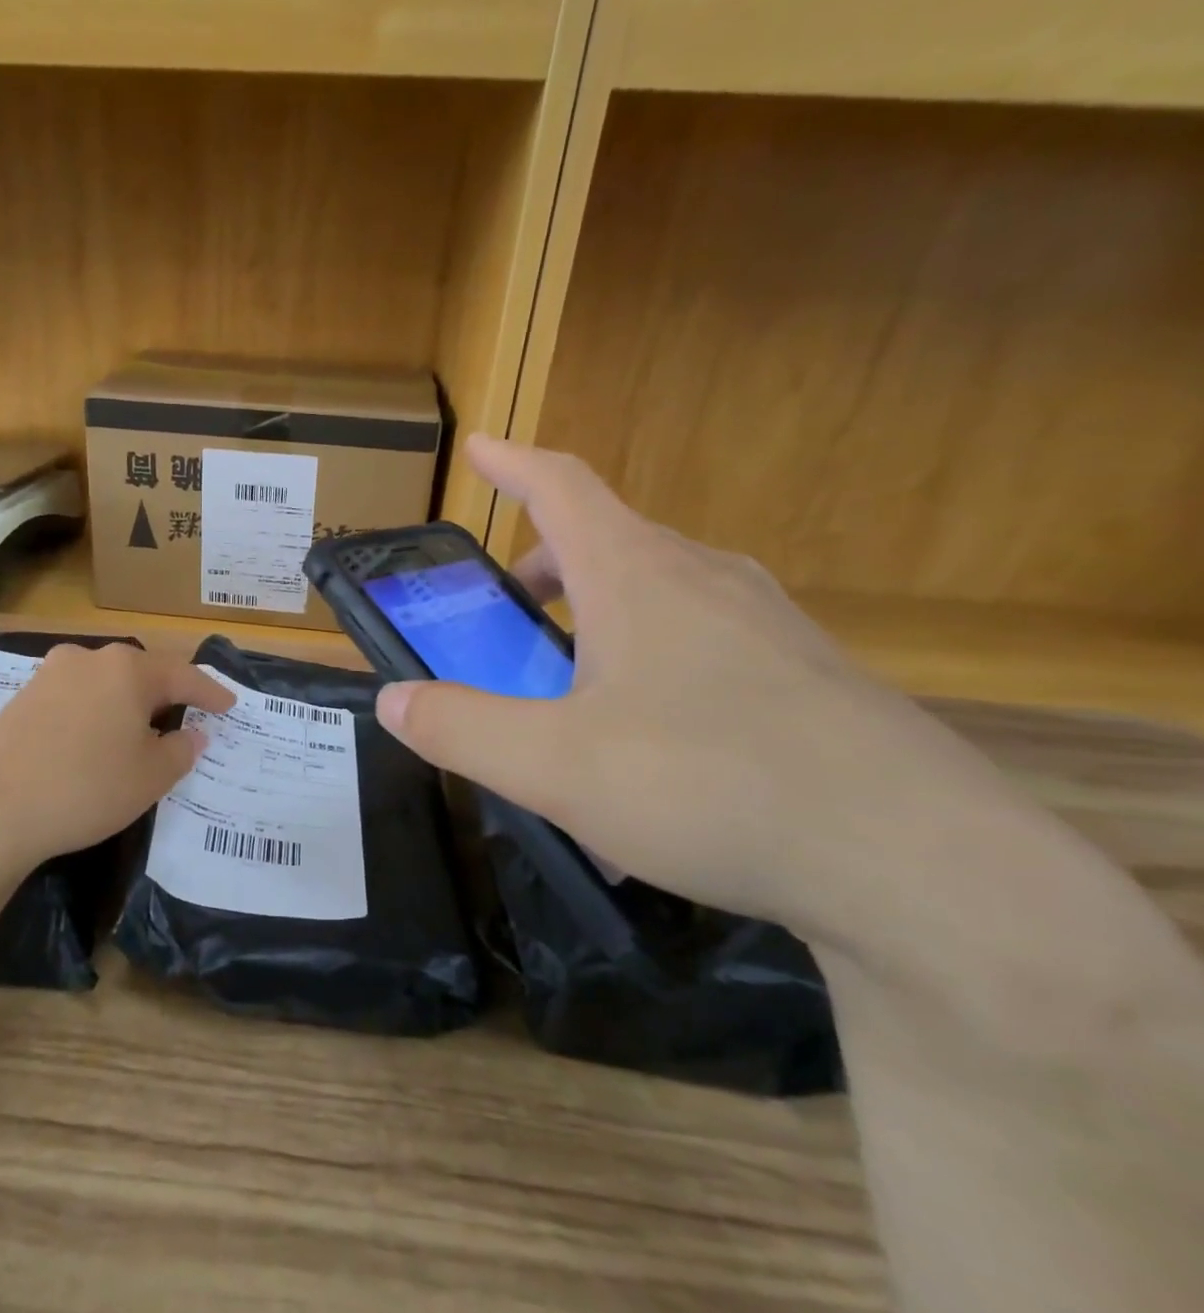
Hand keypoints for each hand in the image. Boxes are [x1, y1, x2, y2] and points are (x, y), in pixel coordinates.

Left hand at [0, 642, 235, 873]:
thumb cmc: (86, 786)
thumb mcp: (150, 776)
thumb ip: (181, 751)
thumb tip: (191, 735)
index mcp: (129, 669)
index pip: (184, 675)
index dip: (211, 693)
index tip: (230, 706)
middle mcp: (89, 659)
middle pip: (141, 672)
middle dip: (166, 694)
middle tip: (186, 716)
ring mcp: (49, 675)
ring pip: (104, 683)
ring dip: (127, 703)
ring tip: (139, 729)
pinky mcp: (21, 697)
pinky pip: (75, 697)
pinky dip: (95, 713)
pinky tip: (94, 739)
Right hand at [376, 435, 1034, 941]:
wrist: (918, 864)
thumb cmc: (711, 786)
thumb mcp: (553, 766)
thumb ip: (460, 729)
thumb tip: (393, 702)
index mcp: (639, 578)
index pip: (563, 487)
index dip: (512, 463)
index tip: (479, 448)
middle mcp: (707, 581)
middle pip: (610, 541)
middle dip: (546, 563)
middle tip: (509, 609)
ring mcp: (769, 628)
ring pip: (662, 593)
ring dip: (599, 614)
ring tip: (570, 679)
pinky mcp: (808, 680)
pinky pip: (708, 645)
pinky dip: (653, 662)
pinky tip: (649, 744)